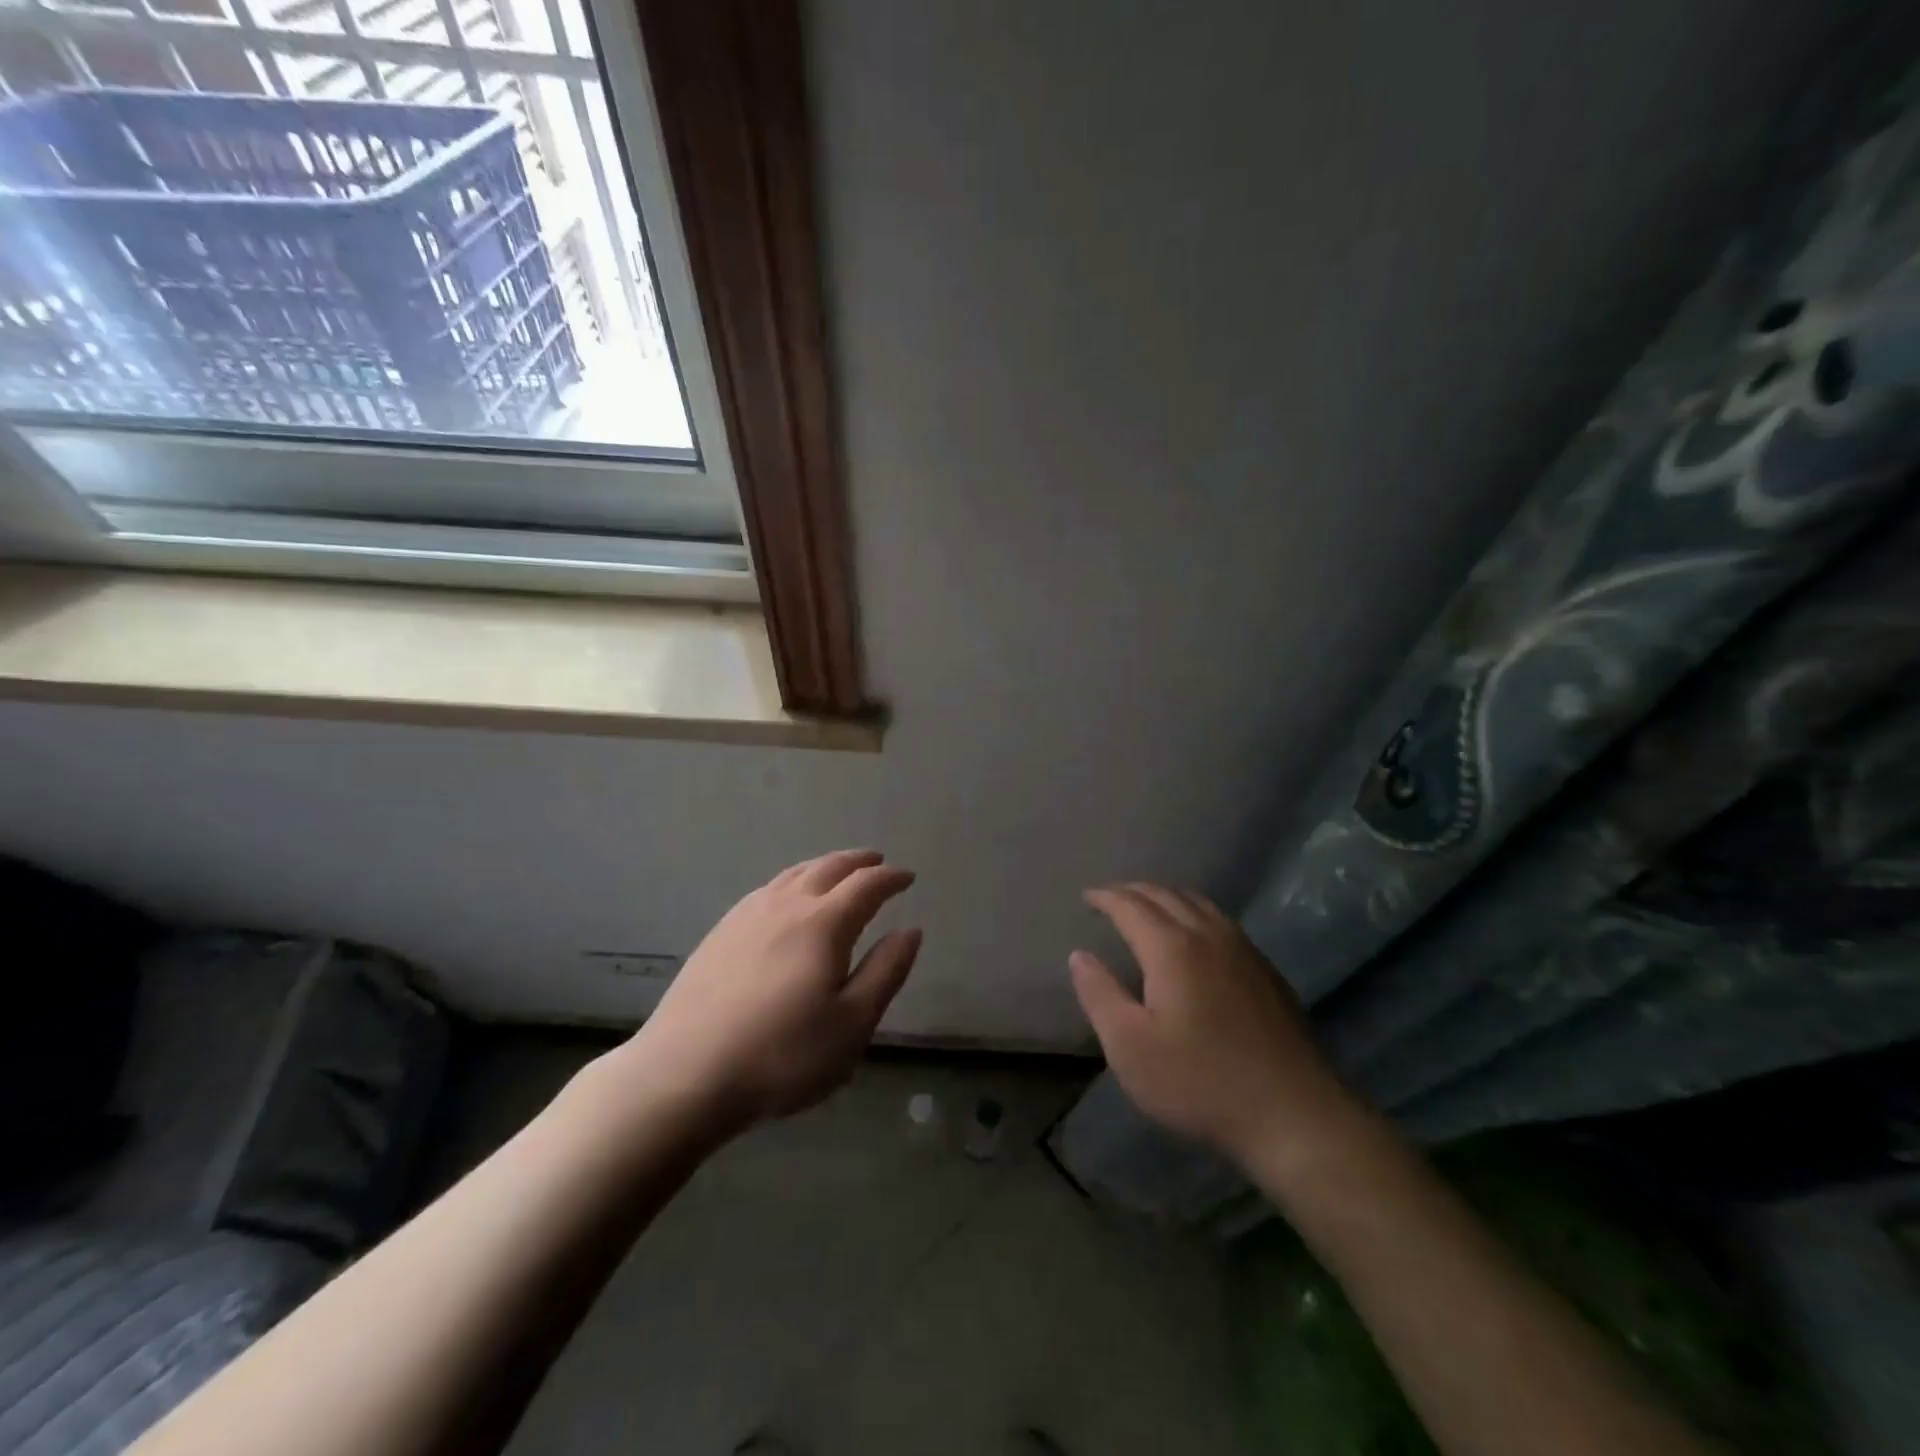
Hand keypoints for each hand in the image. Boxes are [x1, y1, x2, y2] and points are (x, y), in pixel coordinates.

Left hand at [614, 850, 921, 1129]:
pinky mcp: (720, 932)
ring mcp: (748, 915)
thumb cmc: (782, 1055)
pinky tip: (786, 898)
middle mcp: (787, 905)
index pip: (866, 885)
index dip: (891, 878)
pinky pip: (767, 888)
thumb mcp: (852, 1024)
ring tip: (837, 871)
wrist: (684, 1073)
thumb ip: (885, 971)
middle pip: (829, 868)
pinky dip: (792, 881)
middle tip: (877, 861)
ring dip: (824, 866)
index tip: (908, 877)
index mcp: (824, 923)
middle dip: (858, 861)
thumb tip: (910, 930)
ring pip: (794, 873)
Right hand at [1070, 883, 1363, 1172]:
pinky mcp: (1266, 971)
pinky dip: (1195, 913)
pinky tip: (1195, 936)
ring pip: (1199, 903)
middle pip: (1166, 895)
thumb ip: (1100, 995)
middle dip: (1134, 891)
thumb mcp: (1131, 1047)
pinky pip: (1221, 922)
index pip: (1131, 906)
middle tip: (1111, 897)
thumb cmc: (1200, 1083)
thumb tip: (1079, 955)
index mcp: (1172, 948)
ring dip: (1167, 897)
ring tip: (1148, 907)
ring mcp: (1244, 950)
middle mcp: (1209, 935)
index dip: (1106, 897)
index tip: (1087, 896)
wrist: (1294, 1115)